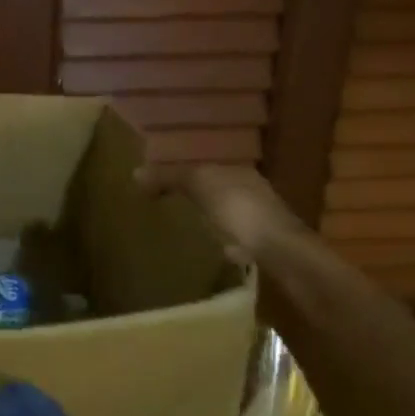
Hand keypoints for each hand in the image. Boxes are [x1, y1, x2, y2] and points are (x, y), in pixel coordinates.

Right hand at [135, 161, 302, 264]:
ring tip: (177, 223)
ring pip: (222, 211)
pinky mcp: (258, 245)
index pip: (204, 164)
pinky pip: (228, 236)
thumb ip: (169, 177)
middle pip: (213, 187)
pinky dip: (215, 238)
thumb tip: (135, 172)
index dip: (180, 169)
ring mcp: (257, 218)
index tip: (155, 180)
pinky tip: (201, 246)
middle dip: (191, 192)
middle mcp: (251, 190)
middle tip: (161, 200)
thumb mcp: (199, 184)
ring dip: (204, 215)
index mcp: (238, 170)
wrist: (279, 251)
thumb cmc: (239, 209)